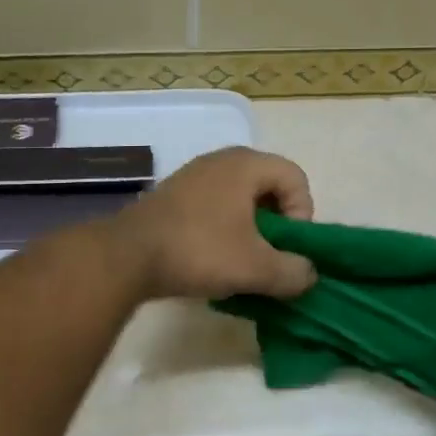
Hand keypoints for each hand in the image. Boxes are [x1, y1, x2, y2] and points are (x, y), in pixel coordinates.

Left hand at [111, 147, 317, 301]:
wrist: (126, 255)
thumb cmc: (199, 250)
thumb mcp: (256, 268)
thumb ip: (293, 271)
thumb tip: (308, 274)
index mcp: (245, 164)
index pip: (296, 178)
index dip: (303, 214)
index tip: (287, 247)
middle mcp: (221, 160)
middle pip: (269, 186)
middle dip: (277, 224)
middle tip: (269, 256)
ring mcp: (193, 175)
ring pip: (240, 198)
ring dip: (250, 229)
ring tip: (243, 262)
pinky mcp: (174, 195)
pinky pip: (214, 206)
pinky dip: (224, 229)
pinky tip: (213, 258)